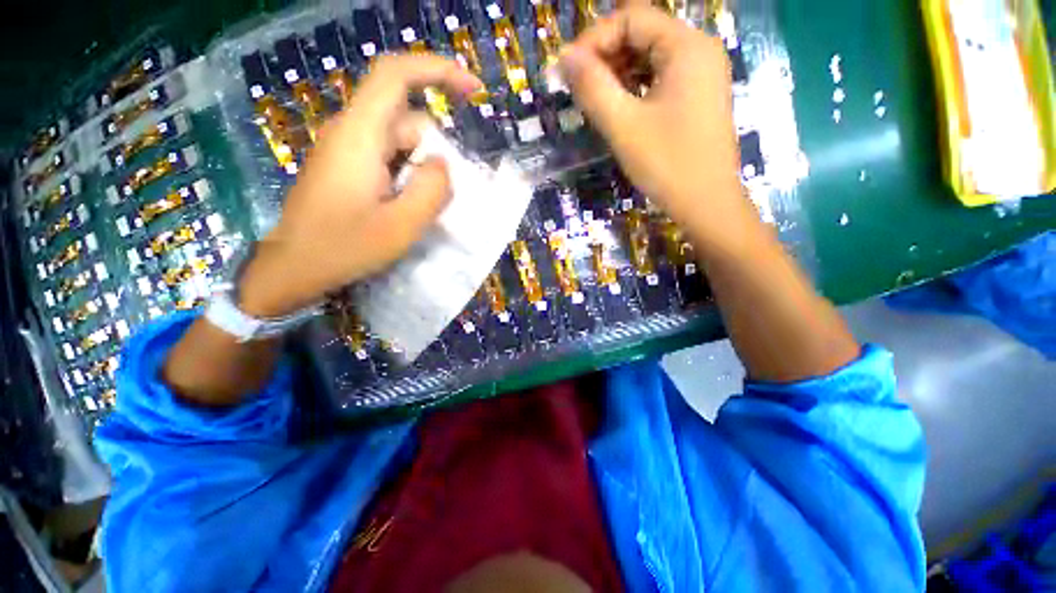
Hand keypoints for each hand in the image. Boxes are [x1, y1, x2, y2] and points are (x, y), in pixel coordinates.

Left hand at [237, 55, 480, 317]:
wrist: (294, 268)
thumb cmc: (343, 249)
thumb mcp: (400, 226)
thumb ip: (431, 190)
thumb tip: (442, 164)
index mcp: (359, 136)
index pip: (395, 75)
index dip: (437, 70)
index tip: (473, 89)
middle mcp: (351, 132)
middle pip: (407, 119)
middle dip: (434, 151)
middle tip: (439, 198)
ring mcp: (347, 149)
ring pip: (401, 141)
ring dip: (422, 169)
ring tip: (419, 211)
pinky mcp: (348, 166)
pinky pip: (390, 157)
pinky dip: (409, 175)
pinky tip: (406, 207)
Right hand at [559, 3, 755, 252]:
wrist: (707, 204)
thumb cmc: (667, 165)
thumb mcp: (623, 126)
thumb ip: (592, 87)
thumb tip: (564, 58)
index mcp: (686, 47)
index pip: (631, 18)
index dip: (594, 40)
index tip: (569, 73)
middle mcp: (698, 50)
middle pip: (642, 34)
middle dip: (605, 57)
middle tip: (580, 91)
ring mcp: (701, 75)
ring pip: (650, 58)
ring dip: (618, 74)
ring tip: (595, 103)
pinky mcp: (698, 97)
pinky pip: (660, 79)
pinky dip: (635, 88)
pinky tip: (620, 110)